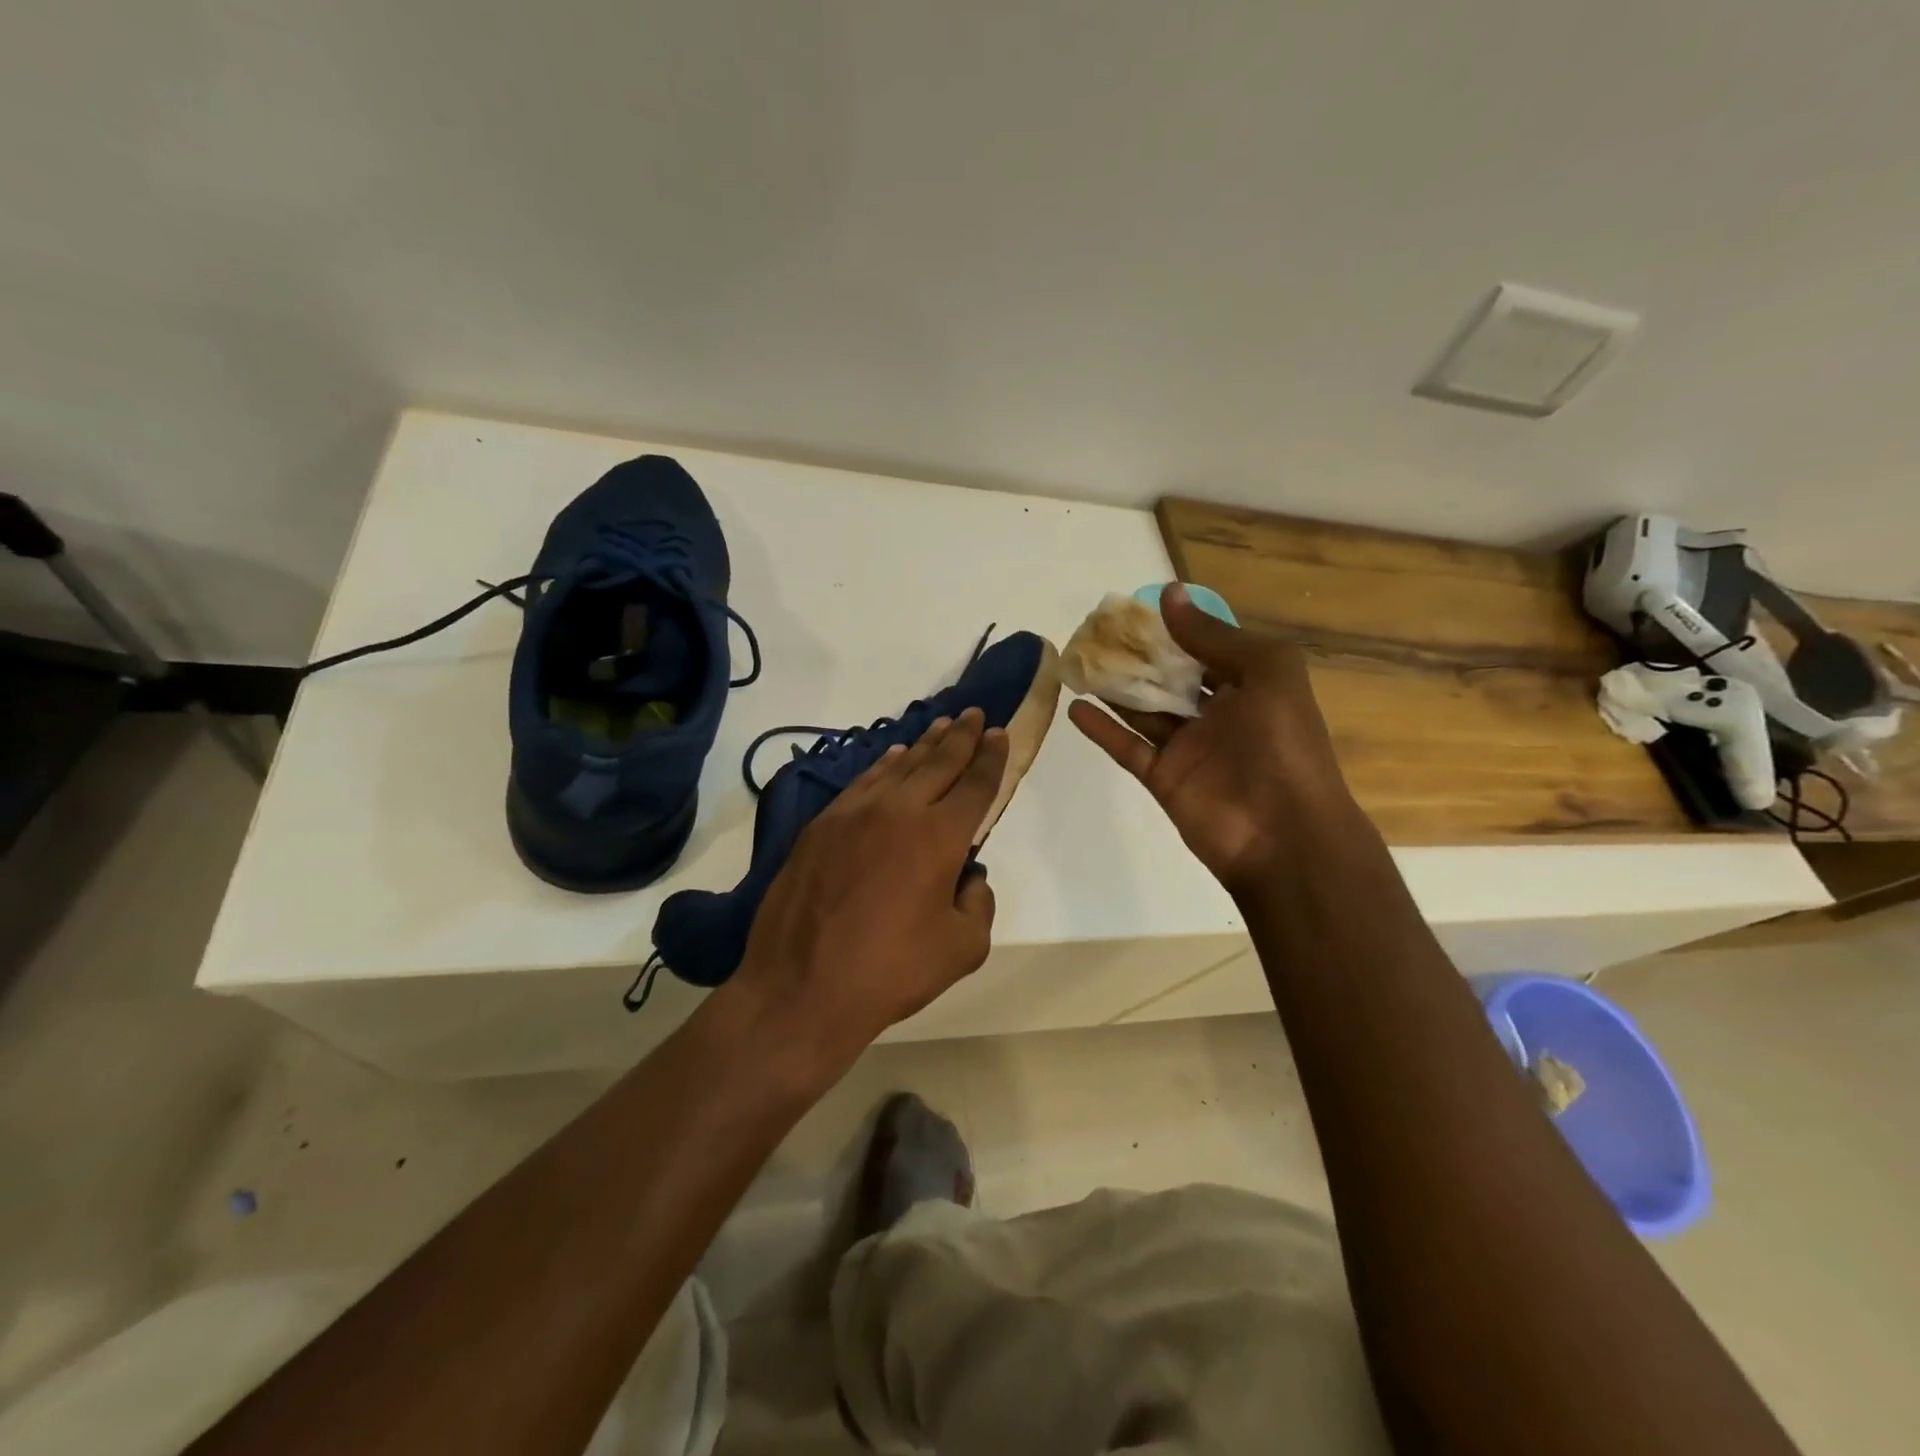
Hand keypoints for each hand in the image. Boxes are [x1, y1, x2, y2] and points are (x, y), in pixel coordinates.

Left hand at [730, 708, 1006, 1070]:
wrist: (802, 988)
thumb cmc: (891, 971)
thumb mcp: (962, 948)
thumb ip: (978, 904)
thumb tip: (967, 877)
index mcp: (940, 836)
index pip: (975, 784)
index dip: (991, 757)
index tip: (999, 734)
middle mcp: (899, 811)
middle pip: (939, 762)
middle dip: (961, 736)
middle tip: (974, 714)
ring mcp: (854, 814)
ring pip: (899, 767)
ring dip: (923, 745)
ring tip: (940, 726)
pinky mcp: (821, 826)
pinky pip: (862, 783)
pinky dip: (883, 766)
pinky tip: (893, 758)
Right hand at [1068, 585, 1357, 895]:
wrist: (1283, 835)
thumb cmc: (1283, 744)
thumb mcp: (1266, 672)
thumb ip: (1214, 636)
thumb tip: (1169, 595)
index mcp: (1250, 687)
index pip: (1206, 649)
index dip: (1174, 629)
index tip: (1134, 609)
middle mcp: (1217, 715)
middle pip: (1168, 678)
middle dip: (1137, 656)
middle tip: (1095, 632)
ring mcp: (1188, 748)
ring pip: (1143, 710)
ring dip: (1114, 686)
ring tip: (1078, 660)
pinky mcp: (1163, 778)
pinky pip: (1127, 747)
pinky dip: (1102, 729)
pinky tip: (1075, 706)